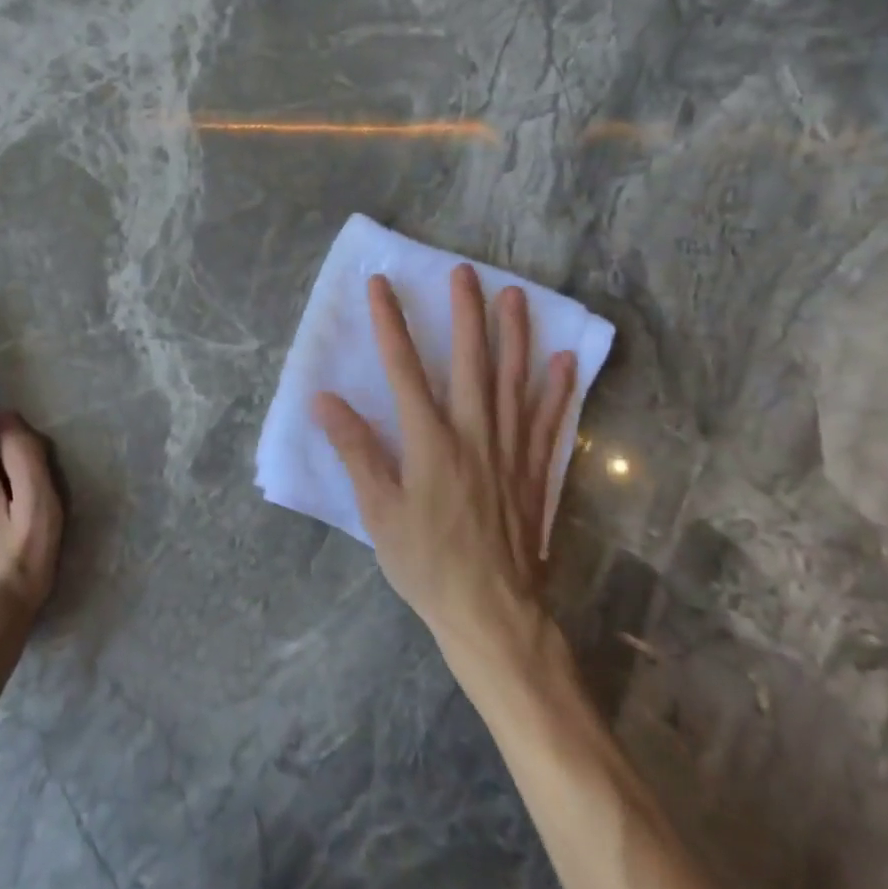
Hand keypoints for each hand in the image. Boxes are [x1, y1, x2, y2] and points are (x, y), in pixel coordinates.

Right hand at [313, 266, 575, 657]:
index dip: (390, 325)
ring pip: (513, 381)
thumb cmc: (426, 564)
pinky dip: (556, 389)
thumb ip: (356, 451)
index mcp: (429, 442)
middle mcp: (472, 435)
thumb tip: (324, 400)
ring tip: (516, 296)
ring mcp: (510, 451)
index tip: (381, 286)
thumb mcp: (379, 512)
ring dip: (514, 336)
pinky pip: (547, 421)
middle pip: (469, 362)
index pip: (403, 369)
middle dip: (464, 314)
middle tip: (465, 273)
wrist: (493, 615)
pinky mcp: (534, 471)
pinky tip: (563, 360)